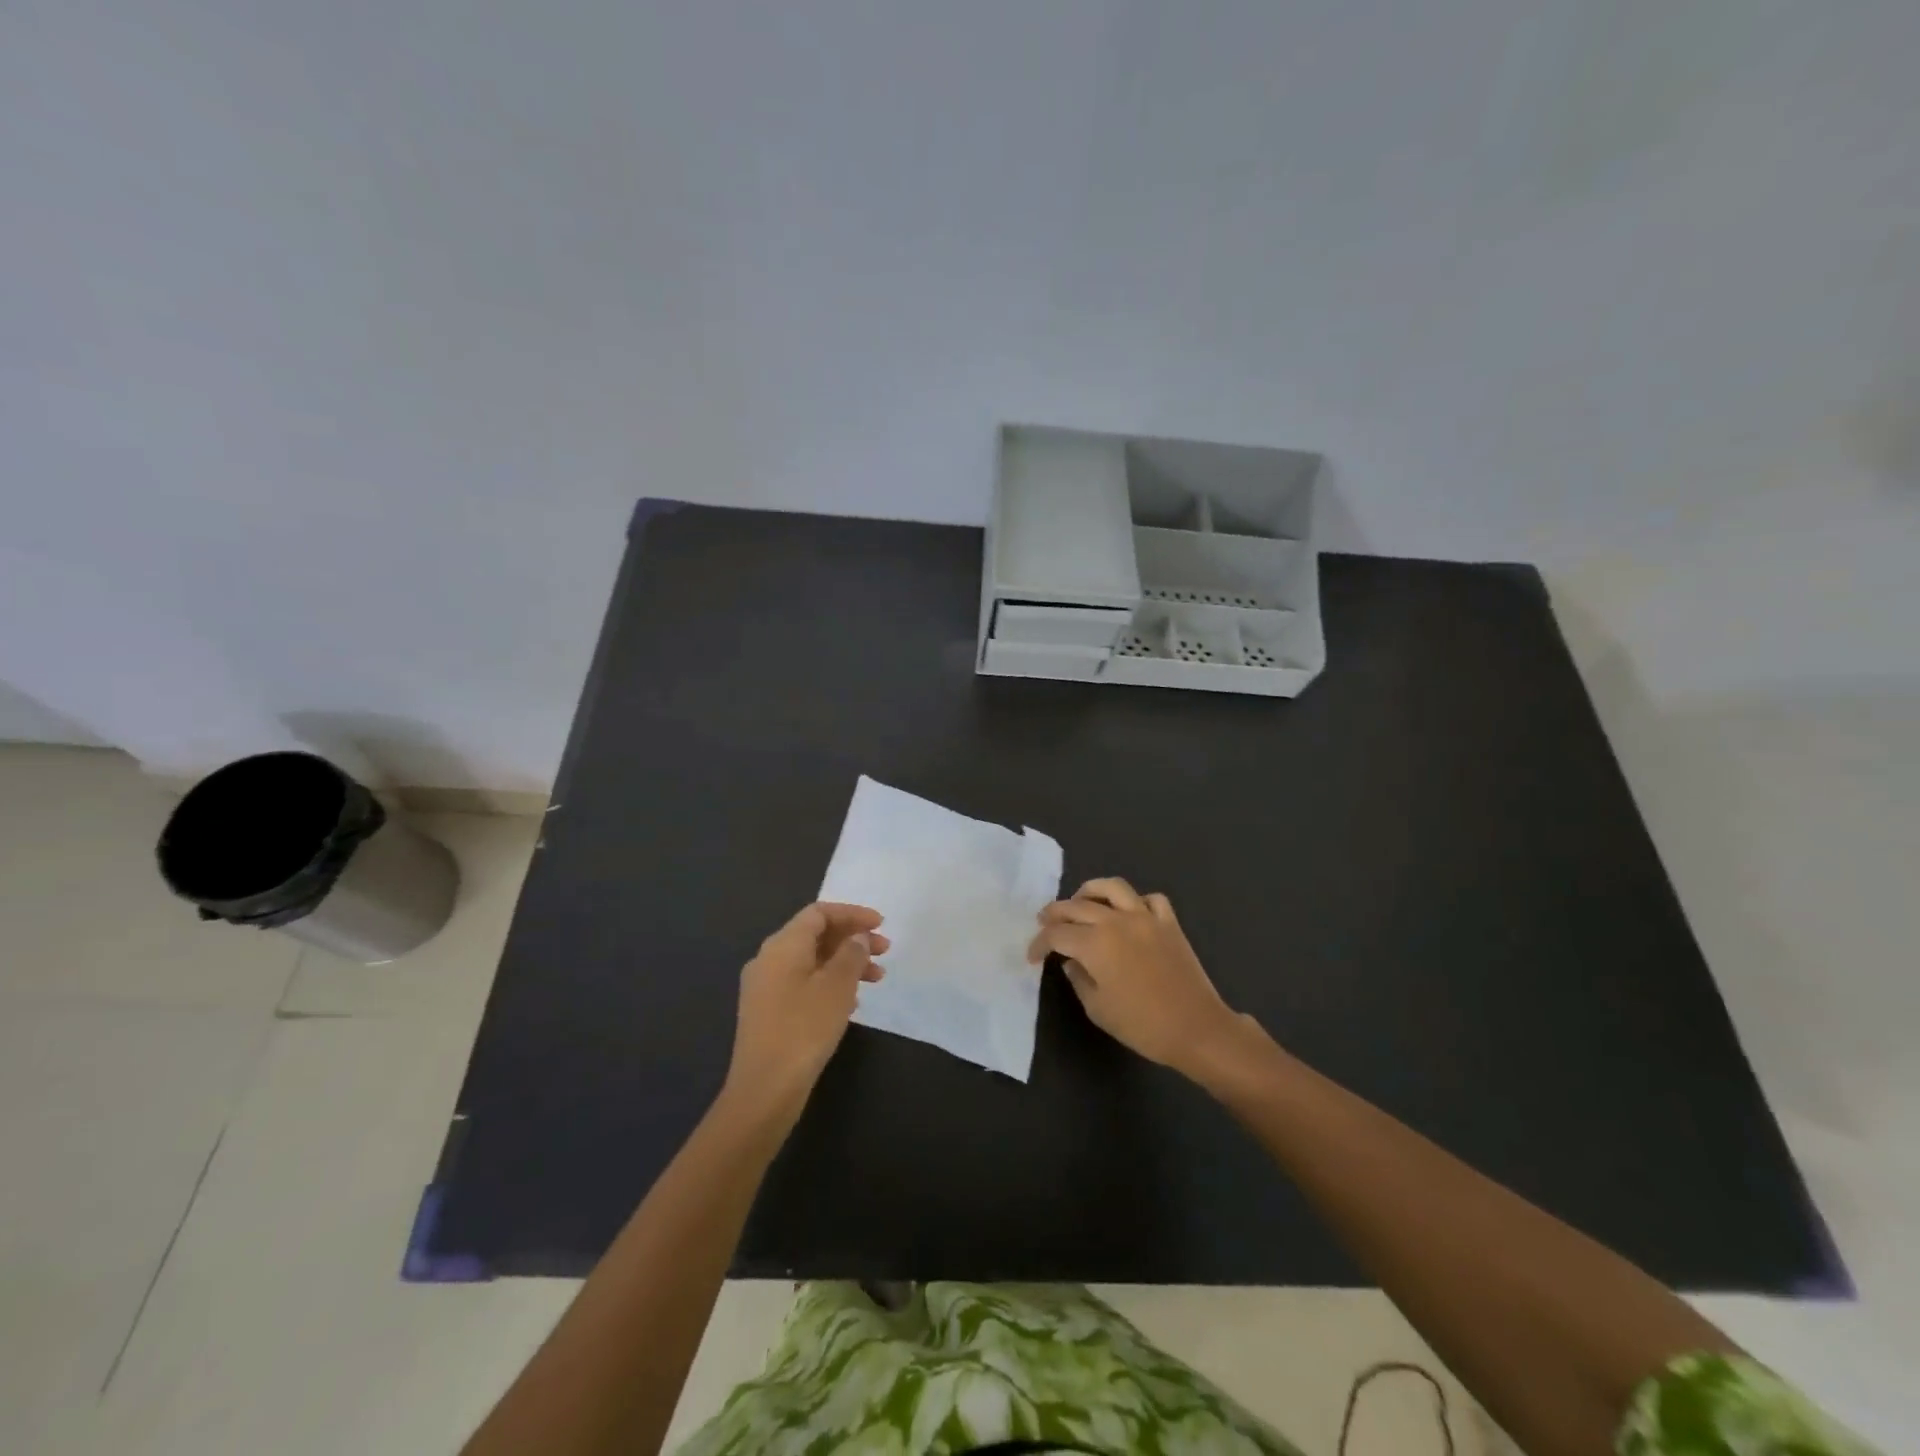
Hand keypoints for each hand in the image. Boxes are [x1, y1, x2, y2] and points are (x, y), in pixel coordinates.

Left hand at [723, 902, 887, 1124]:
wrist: (764, 1089)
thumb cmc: (804, 1028)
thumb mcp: (837, 986)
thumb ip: (852, 954)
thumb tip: (857, 937)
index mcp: (783, 945)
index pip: (819, 913)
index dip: (852, 914)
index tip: (881, 924)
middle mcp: (769, 959)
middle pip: (815, 936)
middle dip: (852, 939)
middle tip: (885, 951)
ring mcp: (765, 987)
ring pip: (812, 961)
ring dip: (845, 964)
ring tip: (877, 979)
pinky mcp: (767, 1012)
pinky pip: (803, 983)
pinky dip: (830, 983)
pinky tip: (852, 1004)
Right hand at [1028, 879, 1248, 1079]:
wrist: (1196, 1028)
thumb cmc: (1142, 1025)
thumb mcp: (1097, 1008)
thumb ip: (1078, 978)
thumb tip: (1071, 961)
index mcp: (1094, 944)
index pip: (1056, 934)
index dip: (1039, 943)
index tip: (1033, 956)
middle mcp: (1116, 921)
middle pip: (1076, 906)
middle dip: (1054, 913)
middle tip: (1044, 922)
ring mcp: (1145, 917)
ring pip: (1112, 887)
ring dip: (1090, 891)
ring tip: (1081, 903)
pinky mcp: (1169, 922)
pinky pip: (1150, 899)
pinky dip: (1135, 902)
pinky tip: (1129, 914)